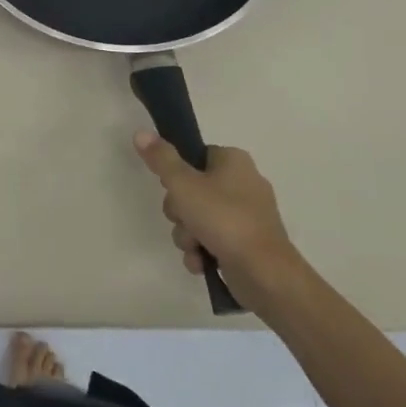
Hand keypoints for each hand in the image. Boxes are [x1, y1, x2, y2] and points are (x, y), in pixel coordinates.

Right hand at [133, 133, 302, 305]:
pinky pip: (213, 239)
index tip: (172, 188)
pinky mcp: (247, 243)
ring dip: (187, 234)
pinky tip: (201, 262)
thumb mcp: (183, 184)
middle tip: (183, 219)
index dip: (177, 173)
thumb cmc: (223, 219)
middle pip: (192, 189)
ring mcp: (247, 216)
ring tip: (194, 246)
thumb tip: (140, 132)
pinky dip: (203, 250)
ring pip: (199, 217)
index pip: (195, 156)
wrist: (264, 273)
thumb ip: (161, 159)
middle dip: (180, 211)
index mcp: (234, 161)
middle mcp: (244, 183)